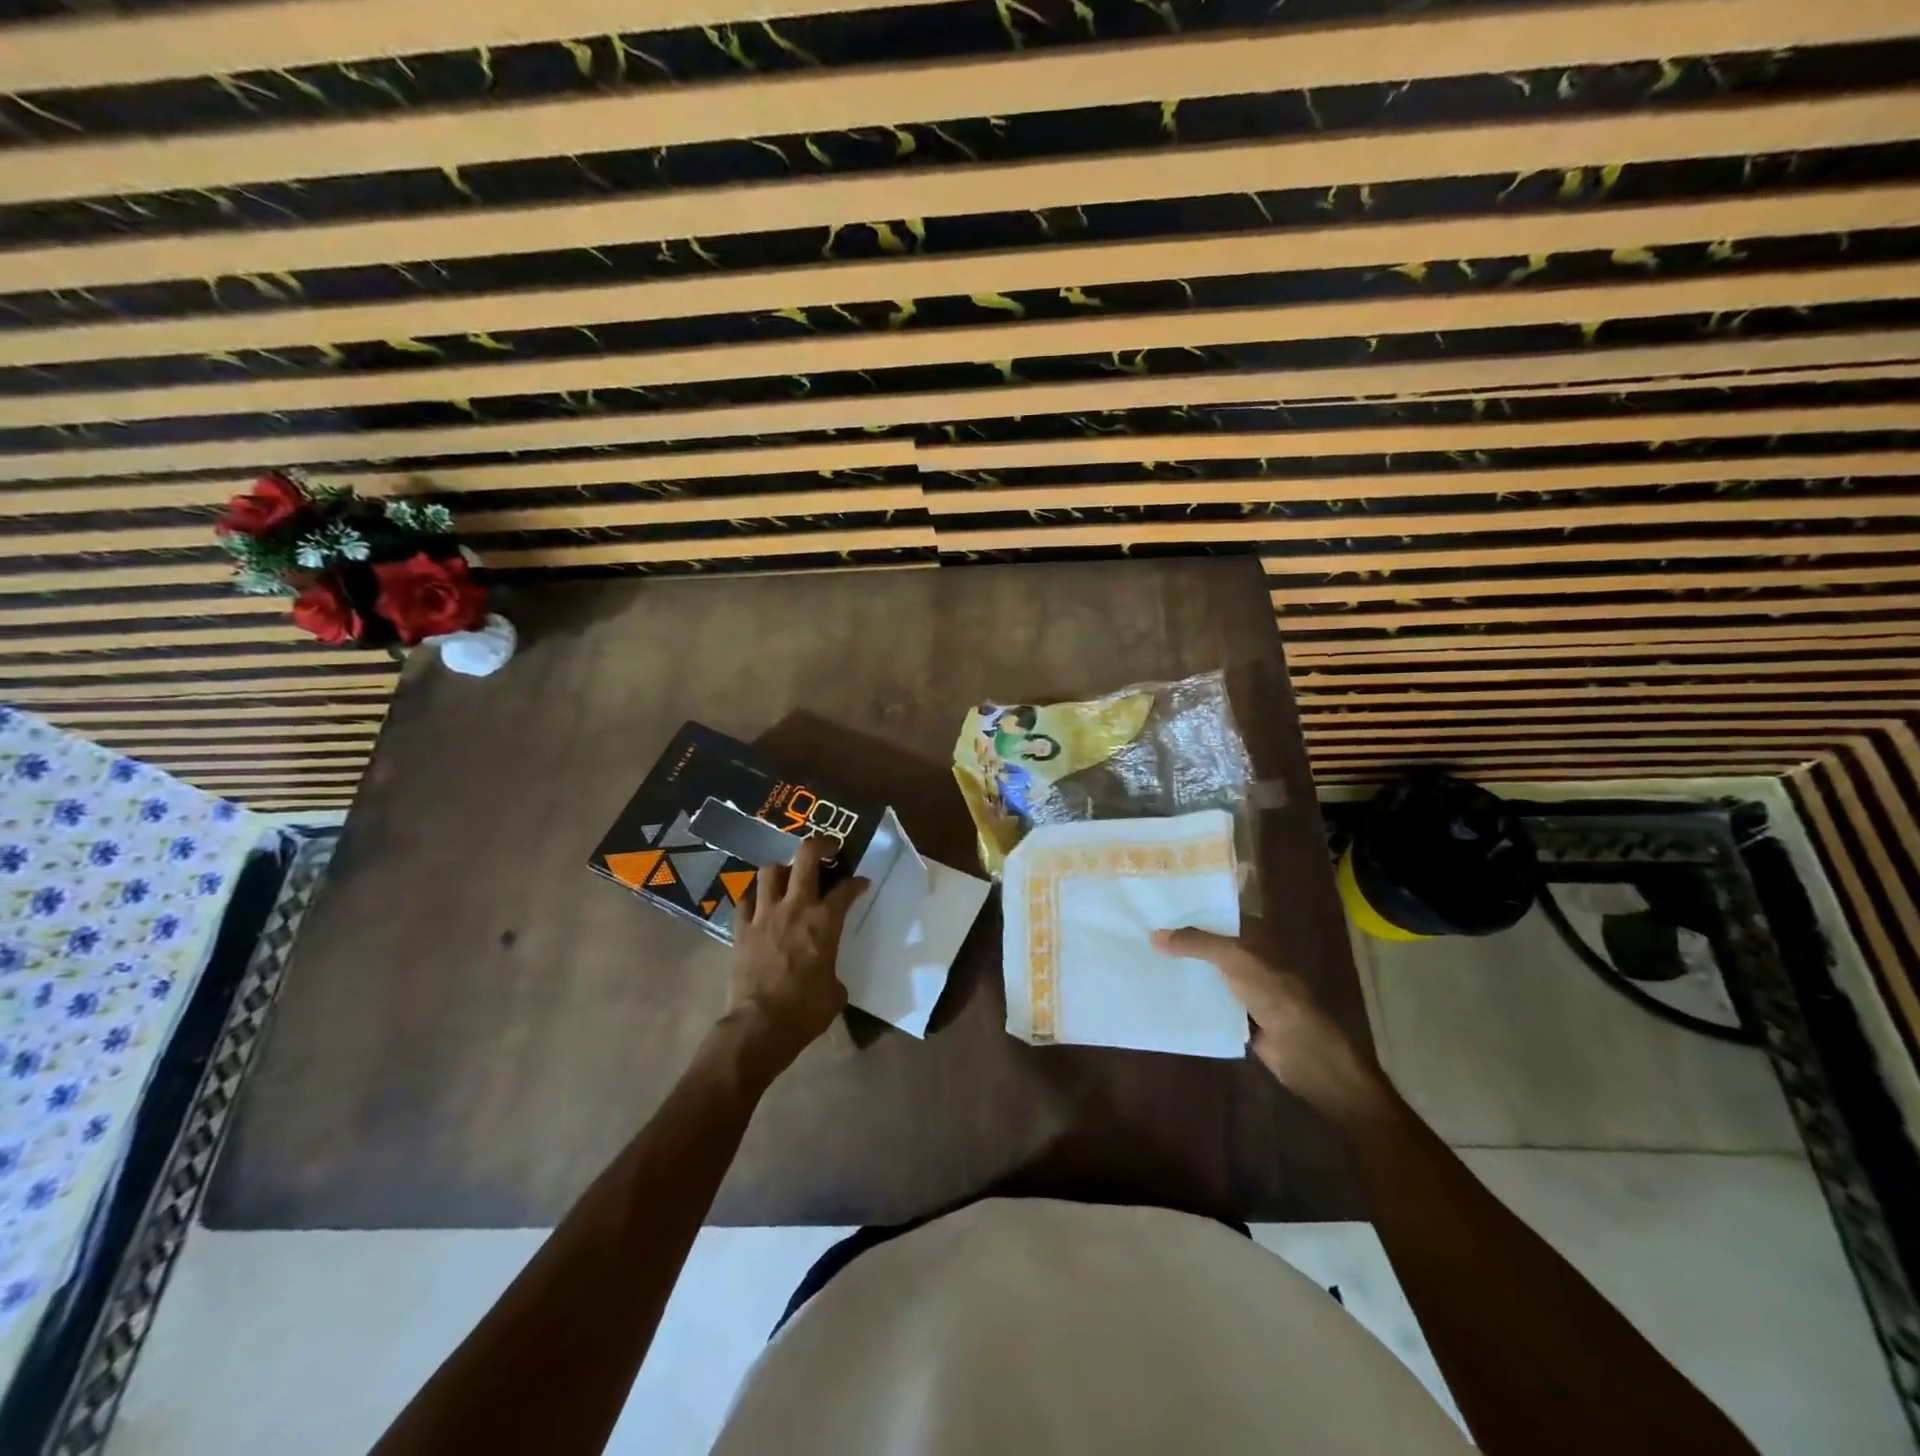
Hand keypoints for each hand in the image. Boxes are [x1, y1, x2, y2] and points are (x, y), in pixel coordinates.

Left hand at [721, 836, 866, 1086]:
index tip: (861, 883)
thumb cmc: (805, 1011)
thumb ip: (833, 972)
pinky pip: (745, 901)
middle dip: (820, 845)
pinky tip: (760, 906)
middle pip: (806, 857)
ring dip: (782, 869)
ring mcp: (764, 915)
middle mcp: (795, 907)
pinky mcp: (741, 929)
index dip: (857, 882)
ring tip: (788, 877)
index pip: (846, 888)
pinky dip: (754, 899)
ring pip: (769, 871)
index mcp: (825, 921)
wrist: (759, 1026)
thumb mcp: (835, 992)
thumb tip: (828, 976)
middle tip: (828, 849)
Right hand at [1152, 923, 1387, 1119]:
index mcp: (1255, 936)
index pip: (1218, 914)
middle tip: (1140, 931)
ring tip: (1142, 959)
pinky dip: (1189, 998)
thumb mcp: (1233, 958)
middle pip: (1209, 944)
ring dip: (1182, 970)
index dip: (1191, 909)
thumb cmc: (1273, 993)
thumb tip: (1155, 935)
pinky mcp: (1236, 1015)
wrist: (1302, 1050)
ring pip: (1206, 972)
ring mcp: (1243, 987)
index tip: (1156, 905)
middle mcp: (1248, 957)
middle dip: (1180, 940)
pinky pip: (1207, 1001)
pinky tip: (1160, 993)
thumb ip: (1195, 943)